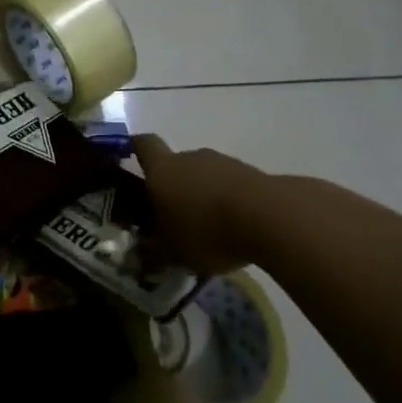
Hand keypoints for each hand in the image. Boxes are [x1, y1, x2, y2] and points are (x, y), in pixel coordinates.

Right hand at [132, 135, 266, 276]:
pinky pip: (232, 185)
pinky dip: (230, 202)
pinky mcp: (253, 173)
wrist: (270, 217)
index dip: (135, 148)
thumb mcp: (174, 253)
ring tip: (209, 229)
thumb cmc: (207, 230)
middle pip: (176, 164)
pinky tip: (236, 228)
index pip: (143, 145)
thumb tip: (139, 257)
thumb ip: (154, 253)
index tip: (131, 159)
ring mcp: (224, 162)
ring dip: (204, 195)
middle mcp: (190, 157)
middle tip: (174, 217)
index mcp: (162, 170)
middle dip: (174, 187)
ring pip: (205, 175)